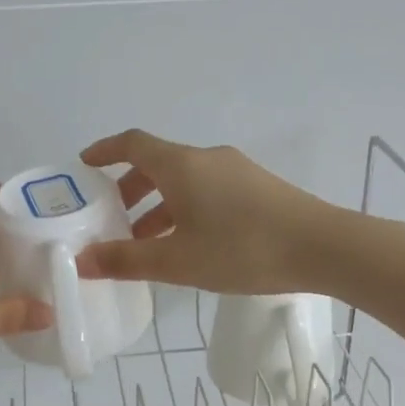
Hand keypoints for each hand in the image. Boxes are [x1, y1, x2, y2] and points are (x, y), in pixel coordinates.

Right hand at [74, 129, 339, 293]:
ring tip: (147, 242)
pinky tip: (190, 243)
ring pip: (185, 180)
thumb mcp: (178, 261)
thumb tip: (82, 261)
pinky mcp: (257, 188)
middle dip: (129, 189)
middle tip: (113, 219)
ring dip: (159, 204)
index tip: (84, 166)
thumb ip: (126, 261)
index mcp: (181, 165)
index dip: (104, 151)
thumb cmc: (242, 249)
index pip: (132, 144)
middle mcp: (207, 158)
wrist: (322, 248)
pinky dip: (186, 208)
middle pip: (158, 163)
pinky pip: (208, 190)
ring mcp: (236, 171)